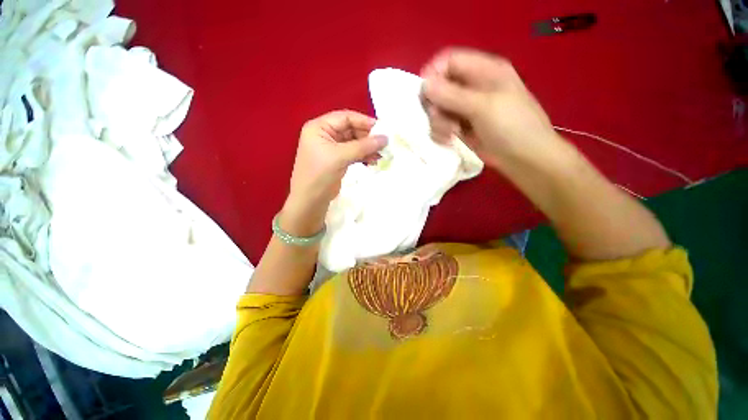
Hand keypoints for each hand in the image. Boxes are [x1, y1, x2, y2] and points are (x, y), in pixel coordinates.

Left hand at [281, 110, 387, 235]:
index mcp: (319, 127)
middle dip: (367, 137)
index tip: (382, 128)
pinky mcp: (337, 160)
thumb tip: (385, 138)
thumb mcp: (340, 157)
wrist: (311, 201)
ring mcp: (331, 148)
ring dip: (367, 148)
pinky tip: (374, 161)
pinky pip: (353, 153)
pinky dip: (364, 156)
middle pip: (351, 129)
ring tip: (381, 154)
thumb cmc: (320, 174)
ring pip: (354, 143)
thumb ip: (363, 146)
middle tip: (384, 143)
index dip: (364, 121)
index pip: (345, 117)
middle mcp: (325, 135)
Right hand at [421, 48, 563, 168]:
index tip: (424, 94)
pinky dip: (442, 132)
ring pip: (439, 108)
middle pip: (441, 86)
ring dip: (439, 122)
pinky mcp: (462, 127)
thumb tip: (425, 84)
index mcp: (485, 71)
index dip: (434, 73)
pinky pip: (443, 125)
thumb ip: (452, 95)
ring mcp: (467, 109)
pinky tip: (450, 140)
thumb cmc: (512, 127)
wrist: (525, 159)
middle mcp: (473, 87)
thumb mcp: (483, 107)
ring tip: (451, 134)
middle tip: (439, 118)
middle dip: (436, 104)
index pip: (450, 61)